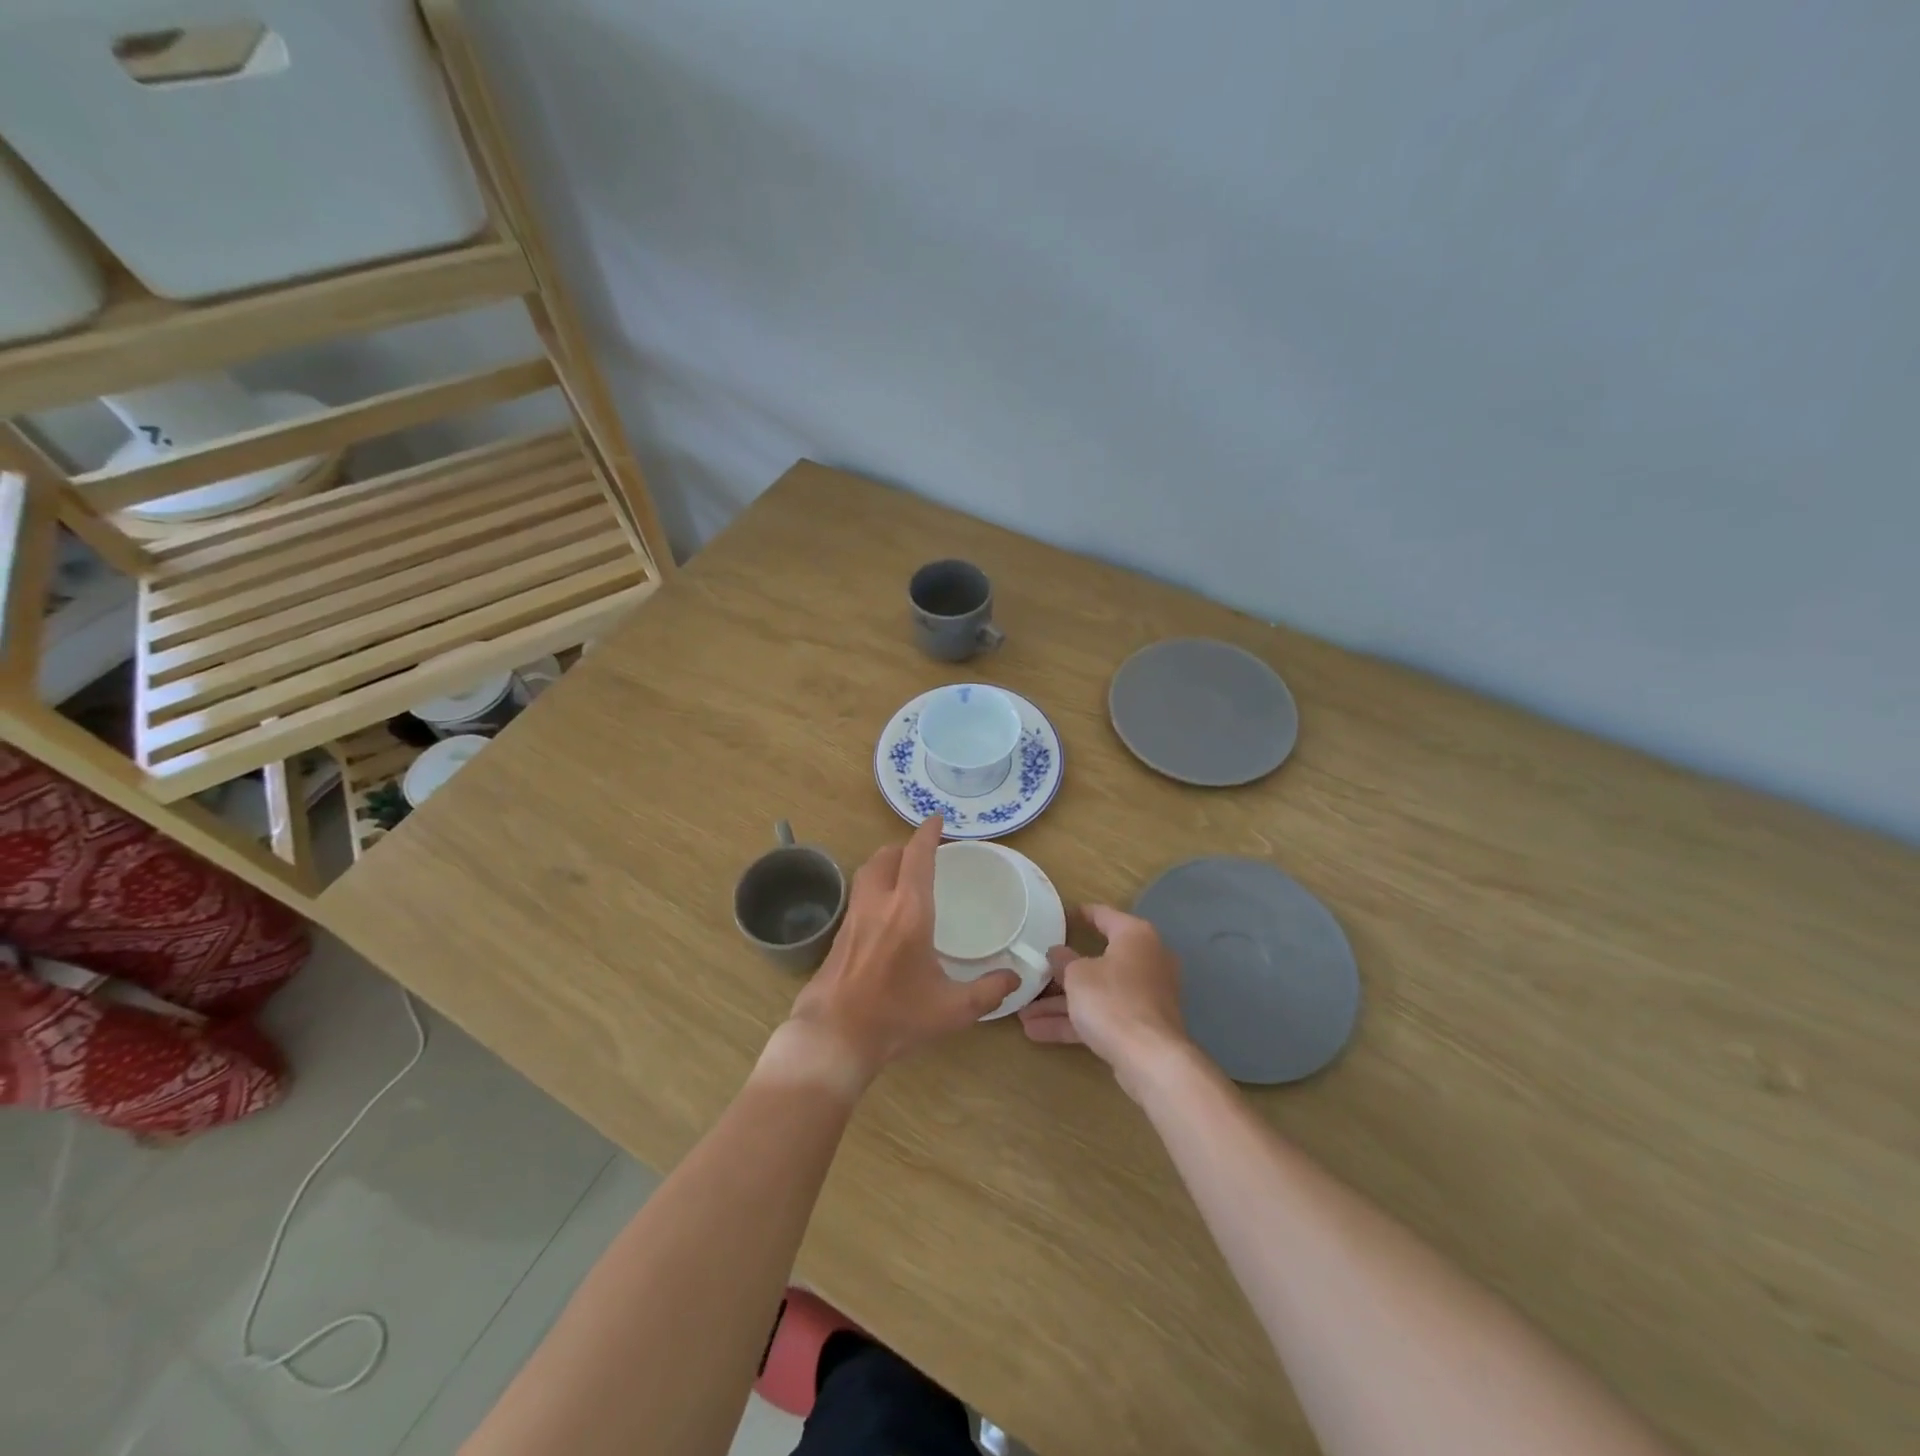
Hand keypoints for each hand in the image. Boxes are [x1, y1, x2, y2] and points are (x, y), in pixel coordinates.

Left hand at [781, 816, 1019, 1088]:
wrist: (834, 1036)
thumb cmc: (895, 1017)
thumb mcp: (951, 1010)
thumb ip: (988, 991)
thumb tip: (1015, 977)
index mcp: (909, 911)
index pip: (917, 856)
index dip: (927, 833)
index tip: (937, 820)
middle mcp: (879, 903)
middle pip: (887, 855)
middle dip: (906, 847)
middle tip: (924, 853)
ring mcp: (854, 915)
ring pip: (868, 870)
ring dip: (886, 861)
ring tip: (903, 872)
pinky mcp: (840, 932)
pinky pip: (859, 892)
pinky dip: (874, 884)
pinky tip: (884, 908)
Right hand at [1018, 904, 1195, 1095]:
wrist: (1150, 1059)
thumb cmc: (1112, 1000)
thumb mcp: (1077, 975)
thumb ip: (1064, 961)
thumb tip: (1057, 953)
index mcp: (1135, 936)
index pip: (1104, 915)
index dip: (1081, 914)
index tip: (1060, 916)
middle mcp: (1145, 961)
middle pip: (1097, 960)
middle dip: (1061, 974)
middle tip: (1035, 972)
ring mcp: (1144, 996)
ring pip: (1096, 993)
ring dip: (1060, 1004)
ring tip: (1023, 1013)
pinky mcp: (1139, 1026)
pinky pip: (1102, 1016)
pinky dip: (1074, 1022)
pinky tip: (1037, 1032)